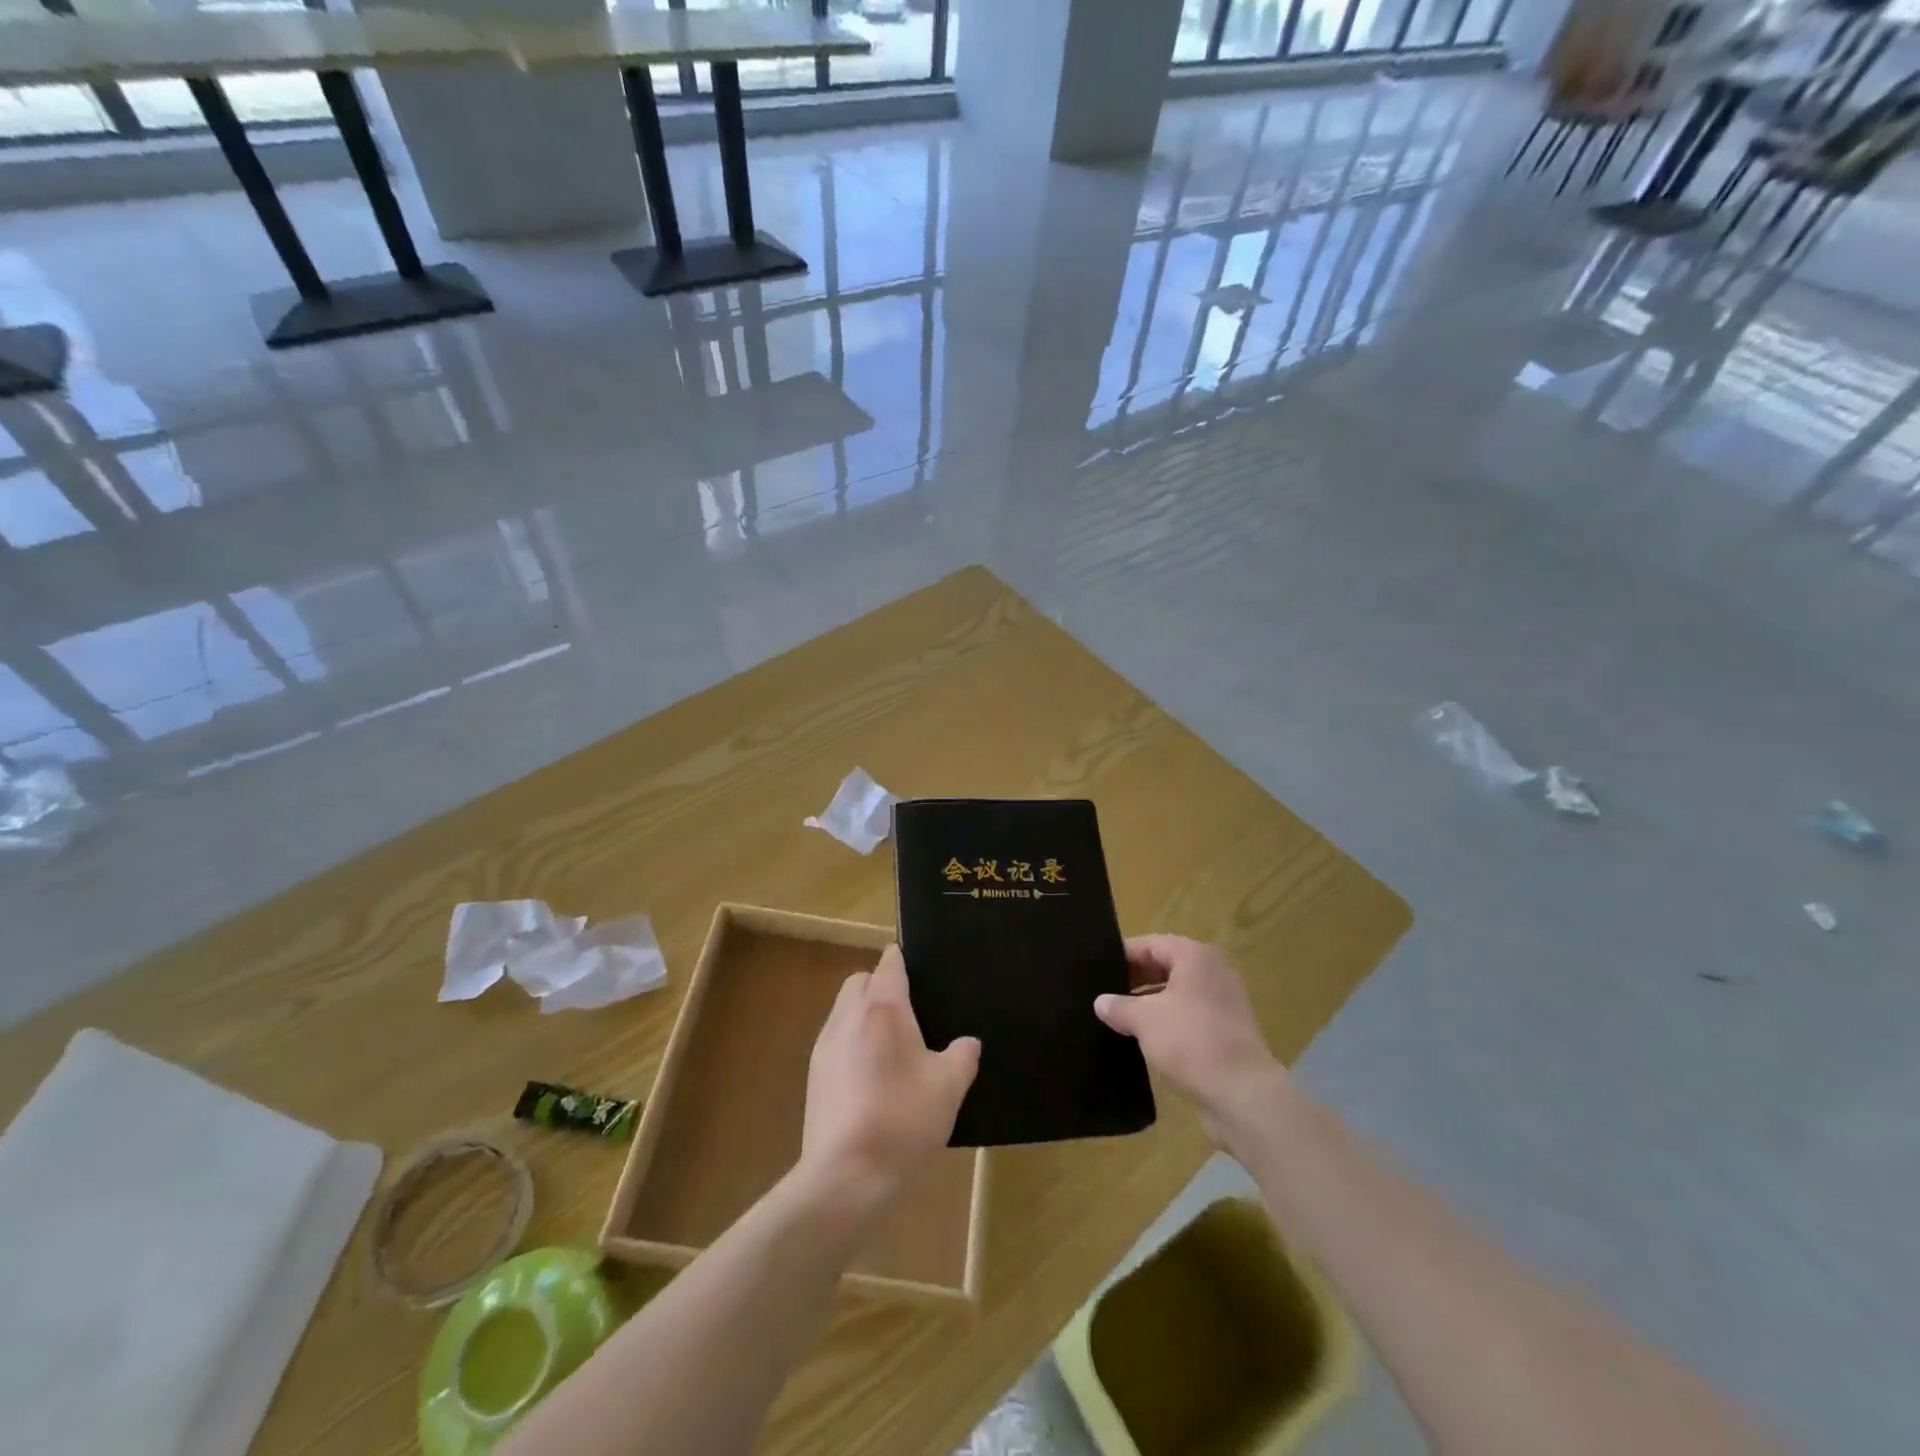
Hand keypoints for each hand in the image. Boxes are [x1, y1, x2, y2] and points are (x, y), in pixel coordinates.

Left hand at [799, 945, 979, 1211]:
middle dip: (880, 985)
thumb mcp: (949, 1088)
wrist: (846, 1175)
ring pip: (844, 1010)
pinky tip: (871, 1076)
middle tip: (909, 1013)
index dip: (903, 960)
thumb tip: (968, 1042)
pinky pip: (835, 1039)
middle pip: (860, 981)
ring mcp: (825, 1045)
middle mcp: (849, 1016)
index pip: (889, 963)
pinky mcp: (814, 1074)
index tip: (919, 970)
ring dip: (864, 1015)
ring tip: (892, 1047)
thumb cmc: (903, 1120)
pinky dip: (852, 1042)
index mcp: (884, 1008)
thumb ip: (962, 1056)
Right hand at [1095, 934, 1286, 1141]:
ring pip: (1177, 994)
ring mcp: (1224, 1003)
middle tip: (1104, 995)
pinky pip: (1190, 1017)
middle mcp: (1213, 972)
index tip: (1098, 971)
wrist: (1244, 1094)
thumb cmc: (1191, 1041)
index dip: (1123, 956)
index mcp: (1195, 957)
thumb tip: (1101, 1002)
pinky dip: (1168, 1023)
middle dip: (1135, 980)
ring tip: (1119, 1018)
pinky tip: (1145, 1040)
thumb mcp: (1144, 1020)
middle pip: (1166, 966)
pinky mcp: (1227, 1032)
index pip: (1151, 944)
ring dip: (1149, 1004)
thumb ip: (1119, 1006)